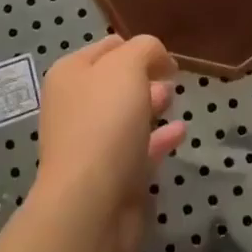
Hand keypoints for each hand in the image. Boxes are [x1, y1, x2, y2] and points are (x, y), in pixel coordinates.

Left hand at [33, 35, 186, 251]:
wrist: (91, 205)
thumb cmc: (105, 122)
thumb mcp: (128, 66)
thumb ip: (146, 49)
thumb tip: (158, 57)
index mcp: (70, 74)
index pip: (108, 47)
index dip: (137, 47)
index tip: (166, 56)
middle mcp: (75, 106)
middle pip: (115, 82)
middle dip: (144, 76)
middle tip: (172, 77)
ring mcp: (91, 144)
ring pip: (126, 116)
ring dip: (151, 105)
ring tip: (175, 98)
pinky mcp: (111, 178)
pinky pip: (139, 149)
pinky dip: (159, 138)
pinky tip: (180, 132)